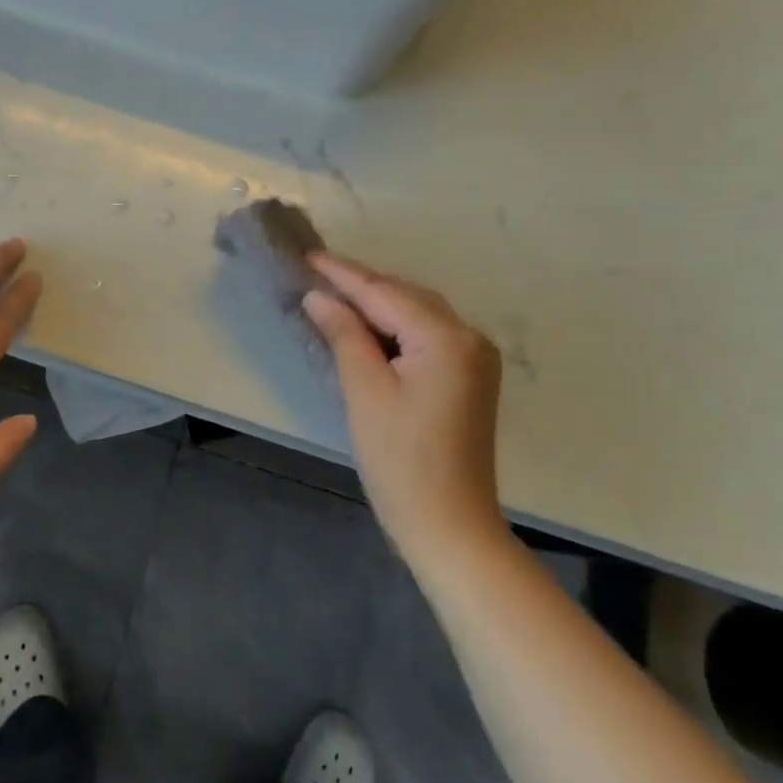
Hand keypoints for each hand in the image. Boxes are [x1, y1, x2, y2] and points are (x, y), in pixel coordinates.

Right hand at [302, 253, 504, 568]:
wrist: (450, 527)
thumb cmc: (400, 460)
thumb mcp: (364, 390)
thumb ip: (344, 333)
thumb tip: (319, 296)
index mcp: (446, 337)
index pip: (384, 293)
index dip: (342, 274)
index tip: (306, 255)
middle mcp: (469, 336)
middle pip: (405, 295)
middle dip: (361, 284)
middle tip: (315, 273)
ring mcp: (475, 357)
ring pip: (418, 312)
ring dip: (378, 303)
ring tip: (334, 293)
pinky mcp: (471, 376)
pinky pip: (428, 333)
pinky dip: (396, 325)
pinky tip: (368, 325)